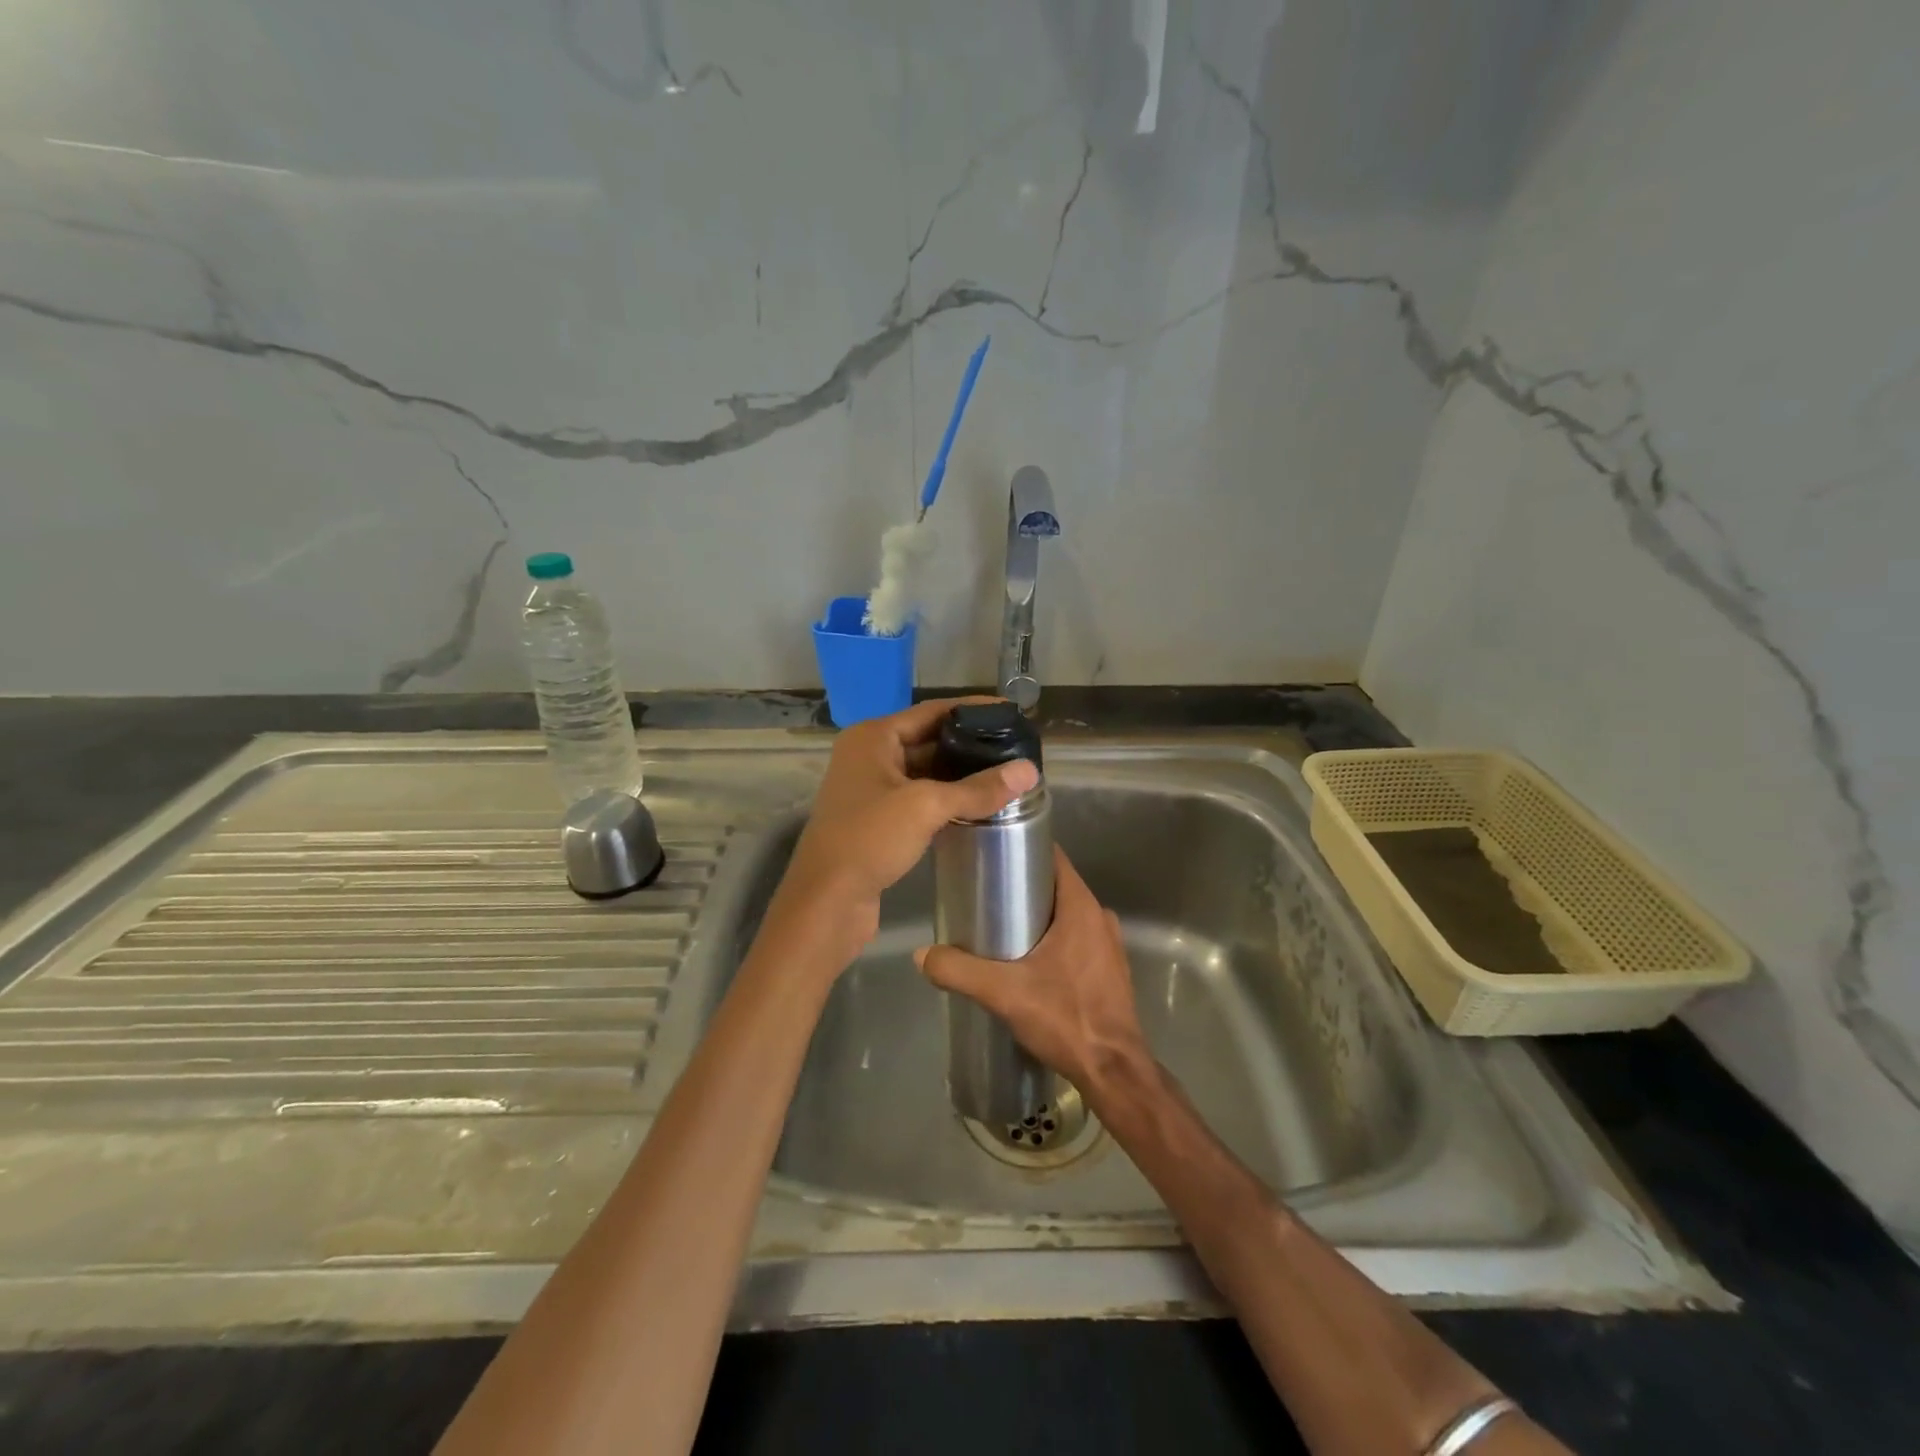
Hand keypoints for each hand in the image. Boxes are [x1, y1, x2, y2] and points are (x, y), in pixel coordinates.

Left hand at [775, 698, 1038, 955]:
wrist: (827, 901)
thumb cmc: (869, 839)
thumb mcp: (926, 806)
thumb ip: (978, 788)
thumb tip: (1030, 771)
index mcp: (873, 737)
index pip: (931, 711)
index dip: (972, 709)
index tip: (1010, 713)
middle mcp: (869, 756)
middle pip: (928, 740)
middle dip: (969, 744)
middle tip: (1014, 748)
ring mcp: (871, 789)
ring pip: (925, 772)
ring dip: (960, 775)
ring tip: (1005, 775)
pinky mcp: (877, 819)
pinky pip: (919, 798)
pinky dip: (946, 799)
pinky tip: (978, 805)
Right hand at [915, 847, 1150, 1096]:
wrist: (1113, 1071)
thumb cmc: (1065, 1018)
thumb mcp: (1004, 992)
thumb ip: (959, 970)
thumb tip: (922, 954)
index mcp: (1081, 907)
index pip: (1053, 857)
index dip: (1023, 849)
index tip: (992, 854)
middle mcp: (1099, 917)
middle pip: (1056, 886)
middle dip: (1022, 887)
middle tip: (985, 896)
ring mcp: (1109, 944)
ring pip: (1067, 914)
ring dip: (1038, 916)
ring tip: (1001, 928)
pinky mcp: (1110, 969)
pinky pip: (1078, 938)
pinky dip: (1054, 939)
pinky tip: (1029, 961)